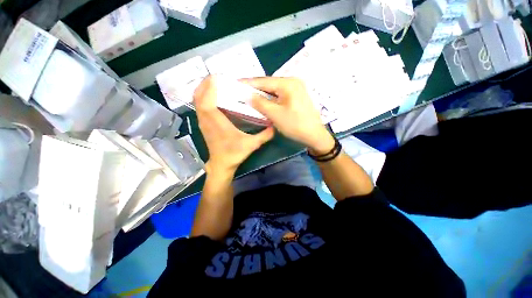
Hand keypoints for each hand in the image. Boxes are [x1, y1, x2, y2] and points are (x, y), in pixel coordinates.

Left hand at [194, 76, 274, 175]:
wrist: (221, 165)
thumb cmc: (234, 154)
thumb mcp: (252, 145)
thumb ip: (264, 135)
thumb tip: (275, 126)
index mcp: (217, 123)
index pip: (207, 100)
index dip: (210, 87)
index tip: (218, 77)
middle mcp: (206, 120)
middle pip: (198, 96)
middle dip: (205, 83)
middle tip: (218, 77)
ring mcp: (202, 122)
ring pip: (197, 100)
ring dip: (203, 89)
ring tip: (215, 83)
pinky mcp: (203, 124)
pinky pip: (199, 106)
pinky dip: (202, 97)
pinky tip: (212, 95)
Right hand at [243, 77, 334, 154]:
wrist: (314, 135)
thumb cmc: (295, 125)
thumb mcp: (275, 114)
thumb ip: (259, 103)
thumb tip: (246, 95)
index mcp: (288, 83)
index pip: (263, 81)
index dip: (248, 83)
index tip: (235, 83)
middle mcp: (293, 82)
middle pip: (269, 84)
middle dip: (254, 88)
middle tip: (240, 90)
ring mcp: (296, 89)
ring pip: (274, 90)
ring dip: (262, 93)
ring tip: (248, 95)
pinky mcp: (296, 96)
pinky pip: (279, 95)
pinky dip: (270, 98)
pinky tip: (263, 101)